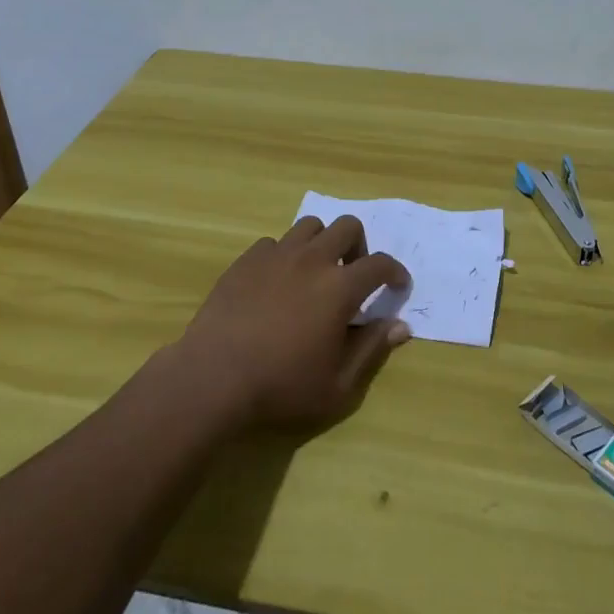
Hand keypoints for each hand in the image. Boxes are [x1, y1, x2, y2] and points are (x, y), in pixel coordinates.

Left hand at [177, 216, 412, 429]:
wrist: (213, 376)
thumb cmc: (281, 386)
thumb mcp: (337, 385)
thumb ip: (371, 350)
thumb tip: (400, 326)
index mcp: (340, 287)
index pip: (379, 264)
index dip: (395, 271)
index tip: (397, 284)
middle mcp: (312, 259)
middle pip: (348, 226)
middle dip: (359, 246)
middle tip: (353, 274)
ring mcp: (276, 255)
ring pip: (310, 226)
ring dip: (322, 243)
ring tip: (315, 272)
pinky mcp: (246, 260)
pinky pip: (274, 243)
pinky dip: (284, 255)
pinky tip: (277, 282)